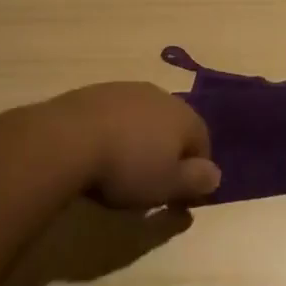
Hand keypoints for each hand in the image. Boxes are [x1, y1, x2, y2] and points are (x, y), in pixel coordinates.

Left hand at [33, 82, 221, 209]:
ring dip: (140, 139)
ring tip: (123, 168)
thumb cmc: (127, 167)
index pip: (202, 142)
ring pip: (144, 117)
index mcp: (184, 116)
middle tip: (152, 182)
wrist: (69, 138)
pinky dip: (115, 131)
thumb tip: (215, 174)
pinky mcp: (96, 91)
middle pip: (173, 125)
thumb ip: (196, 180)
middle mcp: (160, 95)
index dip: (196, 171)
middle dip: (168, 151)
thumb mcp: (168, 185)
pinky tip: (100, 151)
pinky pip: (116, 114)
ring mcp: (126, 89)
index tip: (181, 197)